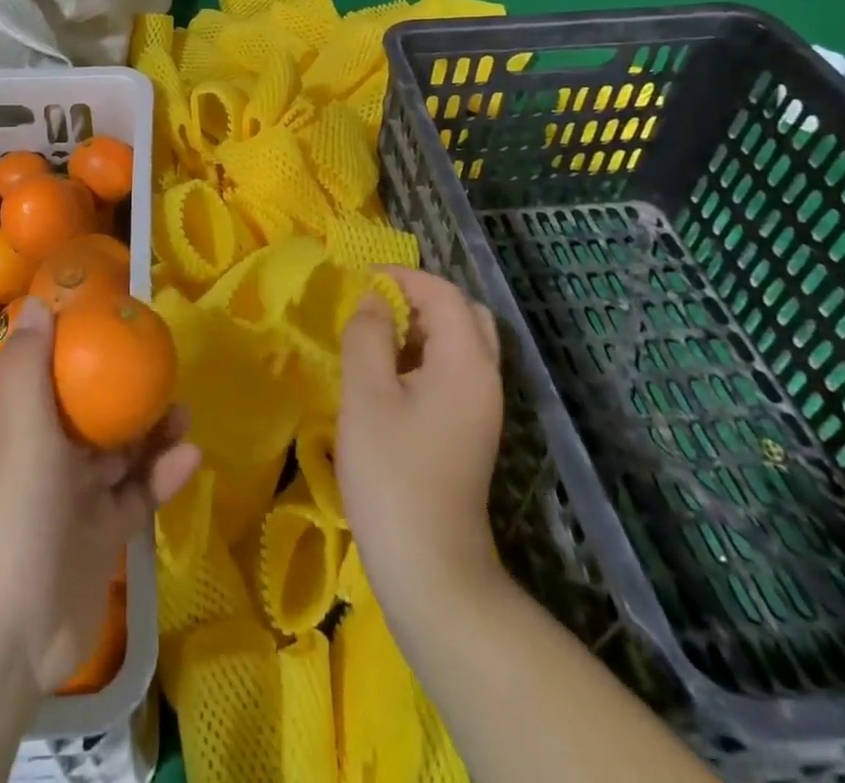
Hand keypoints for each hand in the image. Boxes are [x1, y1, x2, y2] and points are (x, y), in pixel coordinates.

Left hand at [0, 300, 200, 693]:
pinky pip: (139, 494)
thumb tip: (35, 302)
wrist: (12, 633)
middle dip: (127, 391)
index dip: (80, 349)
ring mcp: (78, 499)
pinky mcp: (103, 535)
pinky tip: (191, 456)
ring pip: (122, 452)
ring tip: (184, 409)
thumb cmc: (16, 515)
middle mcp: (50, 458)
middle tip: (164, 368)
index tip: (116, 325)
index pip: (52, 377)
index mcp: (24, 429)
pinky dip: (163, 475)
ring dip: (152, 431)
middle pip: (94, 413)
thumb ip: (29, 368)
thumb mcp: (21, 431)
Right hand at [338, 266, 504, 617]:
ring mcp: (482, 407)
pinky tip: (388, 378)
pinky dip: (424, 356)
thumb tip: (373, 299)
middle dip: (419, 298)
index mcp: (466, 362)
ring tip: (375, 338)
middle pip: (463, 313)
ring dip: (421, 328)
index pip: (444, 293)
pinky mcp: (470, 430)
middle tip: (375, 306)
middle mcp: (485, 378)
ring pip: (460, 343)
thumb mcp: (366, 395)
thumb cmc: (392, 473)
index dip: (402, 276)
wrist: (430, 567)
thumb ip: (368, 335)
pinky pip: (453, 371)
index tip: (359, 280)